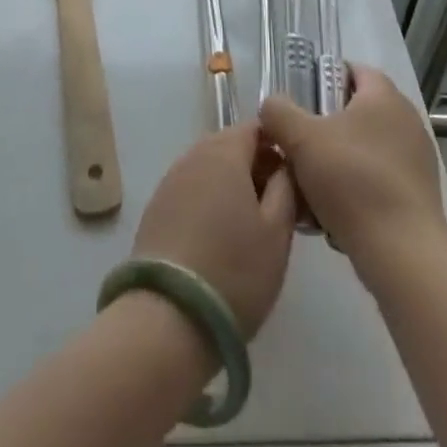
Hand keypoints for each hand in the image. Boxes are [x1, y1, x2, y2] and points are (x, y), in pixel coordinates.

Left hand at [130, 124, 298, 337]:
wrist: (168, 318)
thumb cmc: (234, 271)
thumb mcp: (277, 232)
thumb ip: (286, 188)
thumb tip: (284, 166)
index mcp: (224, 152)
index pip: (255, 128)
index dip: (277, 146)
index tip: (291, 178)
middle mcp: (193, 155)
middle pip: (230, 146)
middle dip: (254, 166)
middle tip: (275, 205)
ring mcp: (170, 182)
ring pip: (209, 169)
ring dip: (230, 185)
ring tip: (248, 226)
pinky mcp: (155, 209)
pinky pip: (190, 191)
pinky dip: (208, 202)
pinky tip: (217, 238)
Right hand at [260, 65, 446, 275]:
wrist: (402, 254)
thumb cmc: (352, 181)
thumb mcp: (301, 140)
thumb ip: (279, 113)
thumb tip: (272, 106)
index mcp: (385, 96)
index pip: (353, 70)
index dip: (323, 78)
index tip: (299, 102)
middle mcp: (406, 120)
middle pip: (356, 111)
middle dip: (324, 127)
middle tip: (298, 145)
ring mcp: (417, 159)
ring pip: (364, 148)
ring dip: (337, 161)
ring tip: (309, 186)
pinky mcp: (418, 195)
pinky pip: (377, 179)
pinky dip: (355, 188)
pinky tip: (333, 213)